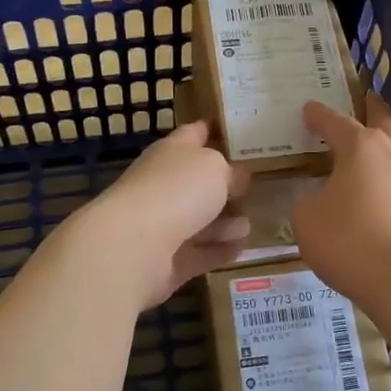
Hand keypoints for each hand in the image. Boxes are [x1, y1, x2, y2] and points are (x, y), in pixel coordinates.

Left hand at [75, 122, 250, 309]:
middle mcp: (163, 184)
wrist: (133, 246)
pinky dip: (218, 250)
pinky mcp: (165, 260)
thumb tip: (238, 177)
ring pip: (199, 219)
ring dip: (225, 221)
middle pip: (197, 181)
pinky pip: (198, 253)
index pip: (195, 133)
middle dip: (224, 184)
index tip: (239, 131)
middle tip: (257, 186)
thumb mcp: (216, 168)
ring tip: (252, 222)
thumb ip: (231, 171)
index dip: (214, 130)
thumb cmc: (176, 190)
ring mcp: (161, 224)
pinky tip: (241, 248)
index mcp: (171, 152)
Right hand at [291, 95, 390, 311]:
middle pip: (383, 120)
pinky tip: (385, 190)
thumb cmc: (350, 241)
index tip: (309, 109)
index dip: (318, 115)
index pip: (334, 121)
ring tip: (373, 148)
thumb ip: (308, 203)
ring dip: (386, 143)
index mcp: (361, 146)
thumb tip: (320, 202)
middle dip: (371, 109)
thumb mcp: (307, 221)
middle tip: (364, 101)